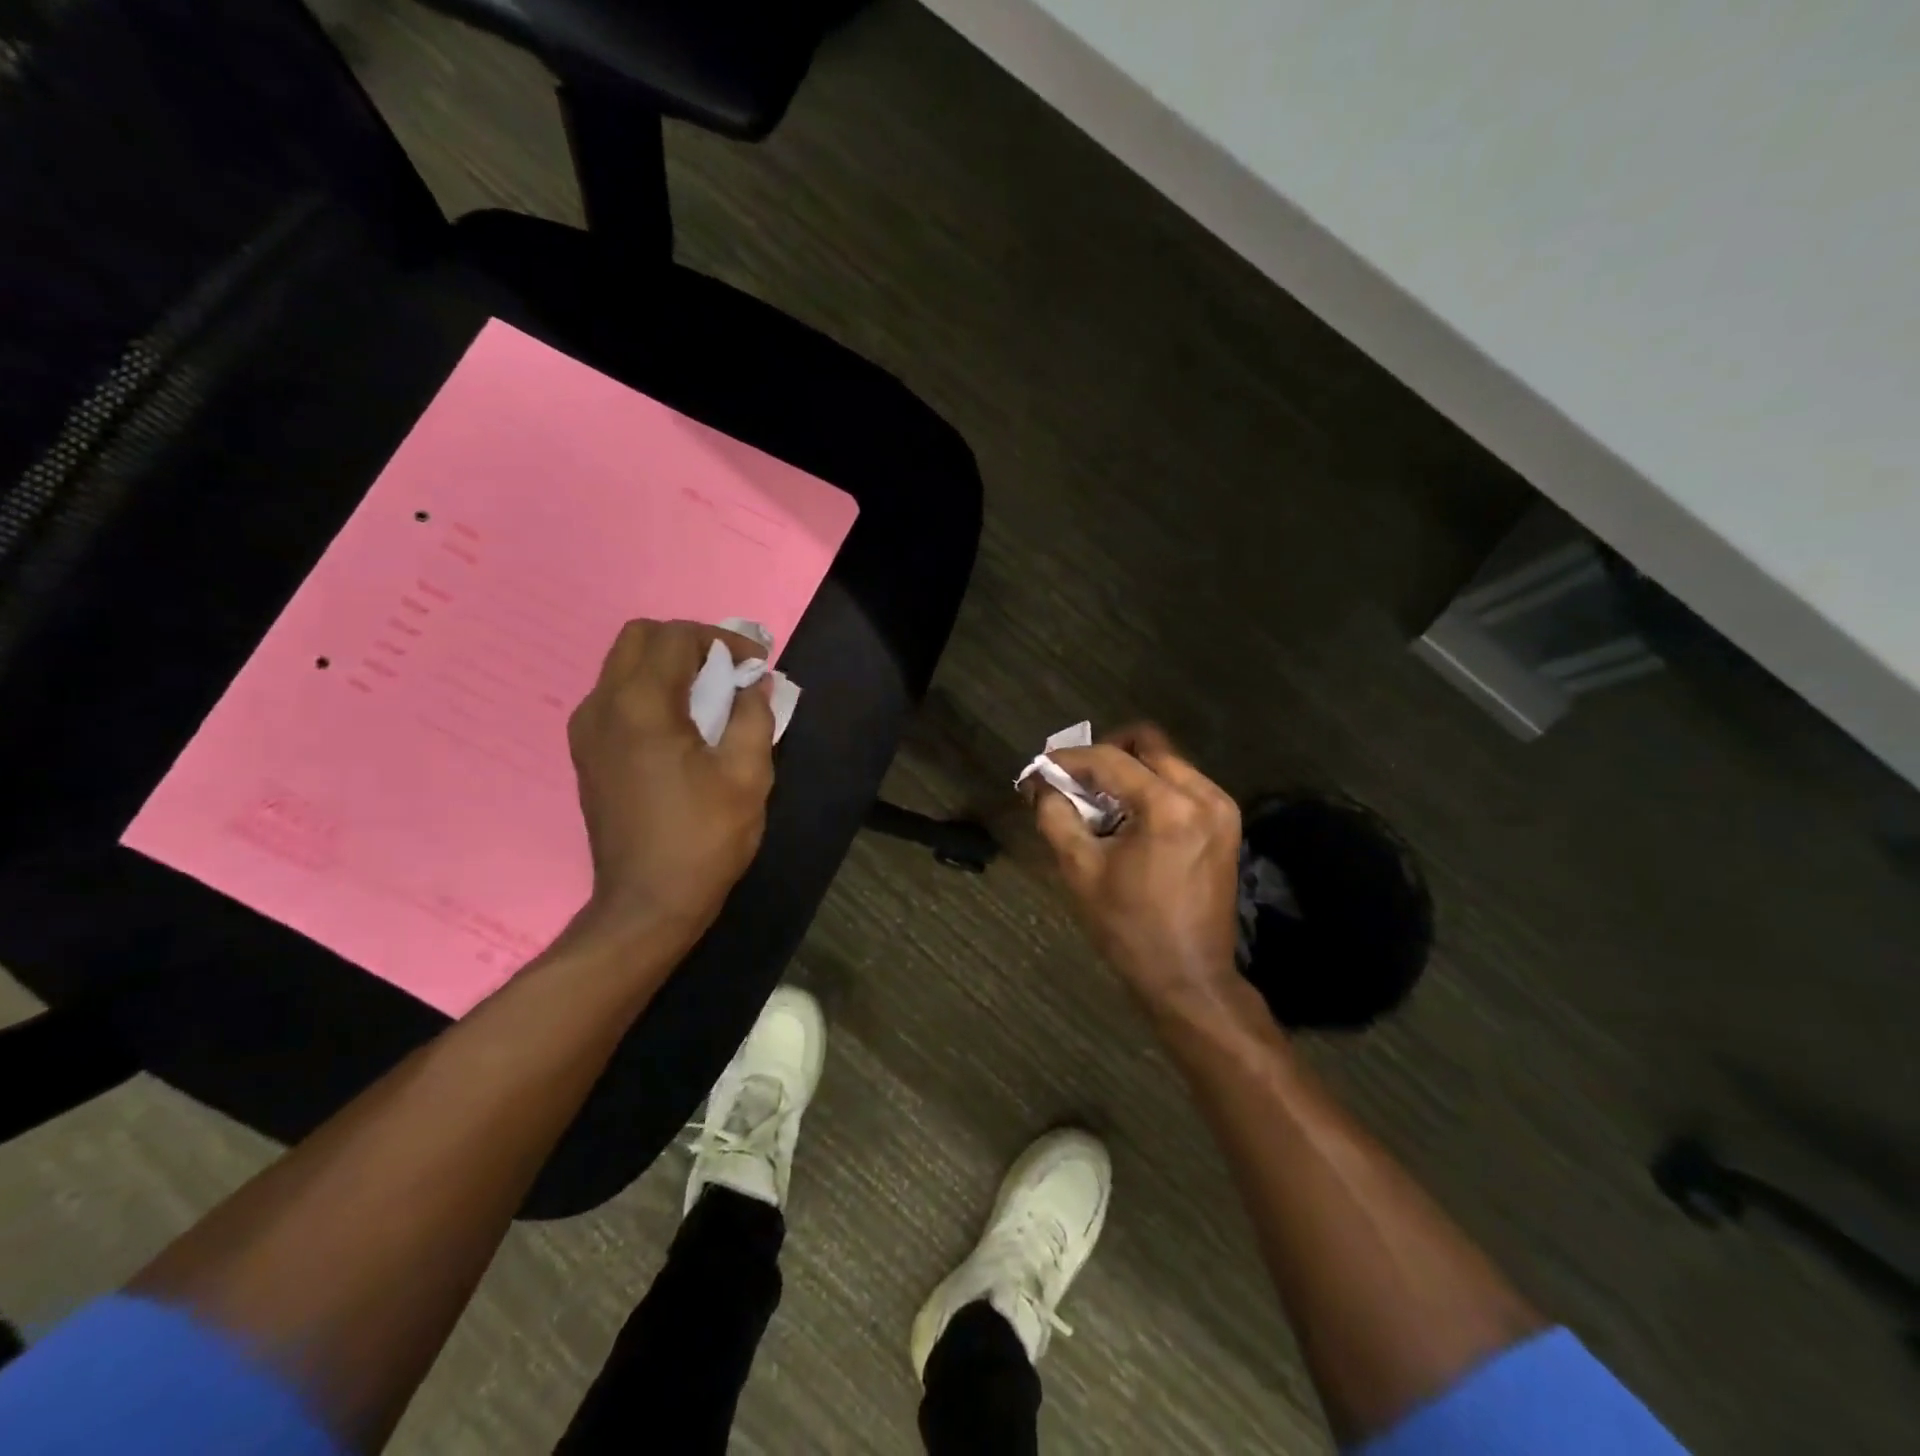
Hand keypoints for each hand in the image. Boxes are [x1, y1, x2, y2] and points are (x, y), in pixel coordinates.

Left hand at [568, 619, 775, 943]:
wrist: (647, 904)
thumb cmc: (703, 838)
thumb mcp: (748, 776)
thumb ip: (755, 716)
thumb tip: (755, 684)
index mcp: (641, 705)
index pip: (675, 637)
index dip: (722, 640)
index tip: (755, 667)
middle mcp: (602, 706)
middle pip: (639, 638)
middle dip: (688, 643)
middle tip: (727, 672)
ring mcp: (587, 731)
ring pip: (622, 666)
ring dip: (667, 666)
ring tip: (709, 698)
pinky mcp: (586, 754)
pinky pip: (615, 697)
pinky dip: (649, 691)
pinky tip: (681, 727)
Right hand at [1030, 725, 1242, 1012]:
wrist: (1190, 977)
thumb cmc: (1129, 928)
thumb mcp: (1081, 871)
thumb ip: (1056, 817)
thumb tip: (1041, 785)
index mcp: (1168, 808)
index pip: (1110, 759)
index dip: (1070, 758)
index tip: (1042, 766)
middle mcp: (1203, 795)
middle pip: (1148, 744)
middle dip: (1105, 754)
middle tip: (1076, 780)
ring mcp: (1221, 808)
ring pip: (1167, 761)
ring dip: (1130, 771)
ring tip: (1101, 802)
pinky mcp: (1227, 822)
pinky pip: (1183, 784)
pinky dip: (1152, 788)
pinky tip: (1131, 817)